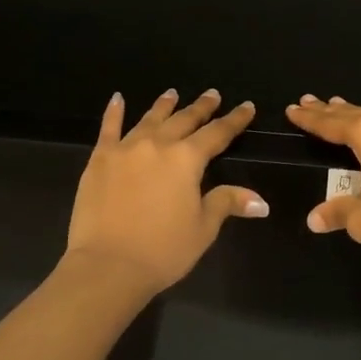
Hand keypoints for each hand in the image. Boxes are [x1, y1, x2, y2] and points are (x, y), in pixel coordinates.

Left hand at [63, 89, 267, 299]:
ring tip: (172, 94)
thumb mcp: (203, 228)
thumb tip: (261, 202)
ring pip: (150, 119)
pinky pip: (109, 129)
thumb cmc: (163, 250)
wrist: (108, 265)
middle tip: (212, 95)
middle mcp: (158, 145)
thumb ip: (227, 203)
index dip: (234, 120)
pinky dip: (114, 112)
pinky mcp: (99, 159)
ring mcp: (126, 149)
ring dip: (164, 106)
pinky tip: (118, 99)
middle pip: (184, 120)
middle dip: (201, 107)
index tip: (246, 106)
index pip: (217, 134)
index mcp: (187, 160)